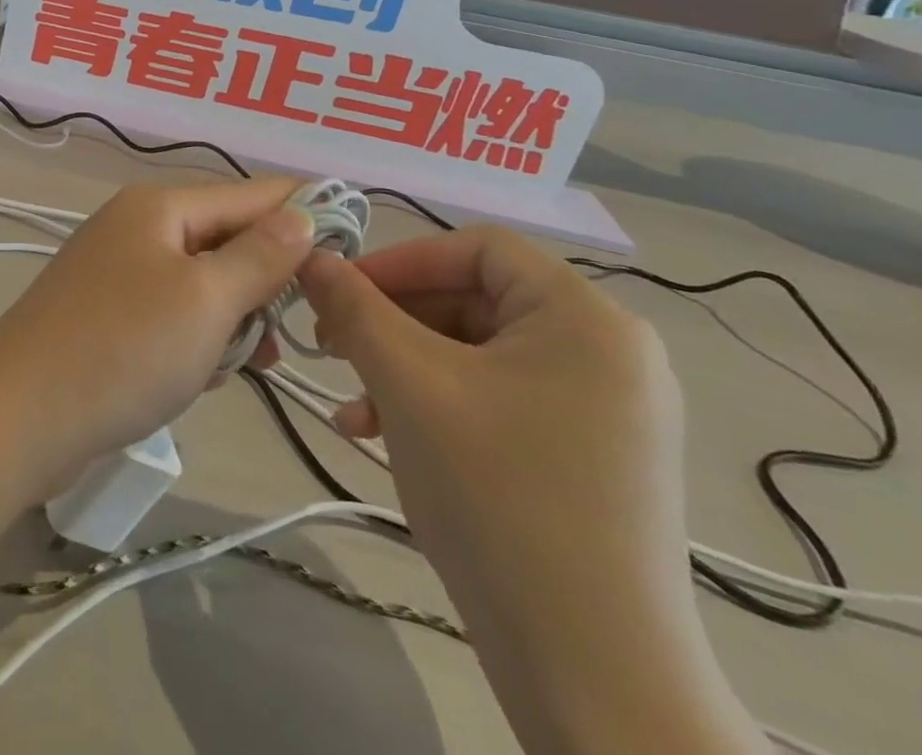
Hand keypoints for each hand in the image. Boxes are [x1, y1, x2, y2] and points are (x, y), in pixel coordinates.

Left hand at [0, 179, 315, 494]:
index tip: (355, 245)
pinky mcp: (106, 315)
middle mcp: (137, 227)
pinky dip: (198, 339)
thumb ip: (259, 255)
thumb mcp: (206, 299)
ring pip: (202, 282)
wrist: (21, 413)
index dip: (304, 213)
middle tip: (297, 329)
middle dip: (265, 280)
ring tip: (254, 361)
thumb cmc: (124, 347)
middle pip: (225, 237)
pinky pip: (173, 314)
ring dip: (233, 318)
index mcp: (159, 207)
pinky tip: (207, 376)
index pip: (249, 194)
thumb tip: (300, 214)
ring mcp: (117, 271)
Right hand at [298, 229, 758, 754]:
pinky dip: (438, 404)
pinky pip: (500, 399)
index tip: (338, 292)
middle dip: (393, 321)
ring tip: (353, 408)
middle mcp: (609, 351)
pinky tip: (385, 436)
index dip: (400, 260)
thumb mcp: (409, 384)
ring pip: (478, 353)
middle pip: (475, 300)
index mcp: (585, 318)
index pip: (477, 248)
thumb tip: (312, 257)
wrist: (593, 674)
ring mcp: (606, 409)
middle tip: (331, 348)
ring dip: (404, 367)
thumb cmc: (497, 496)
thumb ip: (355, 308)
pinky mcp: (592, 456)